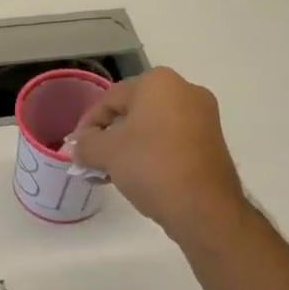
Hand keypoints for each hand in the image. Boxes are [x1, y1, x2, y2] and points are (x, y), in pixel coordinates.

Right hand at [68, 68, 245, 248]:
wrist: (204, 207)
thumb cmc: (151, 166)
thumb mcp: (106, 153)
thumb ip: (85, 144)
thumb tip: (78, 146)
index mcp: (159, 82)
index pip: (110, 98)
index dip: (88, 124)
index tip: (76, 148)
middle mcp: (185, 90)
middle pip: (133, 111)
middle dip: (109, 135)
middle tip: (93, 159)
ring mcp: (204, 116)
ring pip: (153, 127)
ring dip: (129, 147)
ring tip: (112, 172)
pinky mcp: (213, 142)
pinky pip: (172, 141)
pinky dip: (152, 153)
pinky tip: (138, 176)